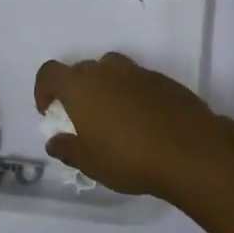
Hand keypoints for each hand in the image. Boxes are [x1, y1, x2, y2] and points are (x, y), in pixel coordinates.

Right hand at [32, 51, 233, 199]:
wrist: (190, 151)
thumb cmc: (129, 158)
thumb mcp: (90, 162)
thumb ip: (67, 149)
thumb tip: (55, 142)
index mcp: (81, 86)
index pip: (50, 73)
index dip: (43, 90)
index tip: (50, 112)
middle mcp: (107, 71)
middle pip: (81, 70)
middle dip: (76, 89)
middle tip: (82, 118)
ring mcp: (138, 72)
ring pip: (112, 70)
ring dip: (106, 87)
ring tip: (113, 116)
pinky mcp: (164, 80)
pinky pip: (138, 80)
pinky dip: (132, 93)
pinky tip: (143, 121)